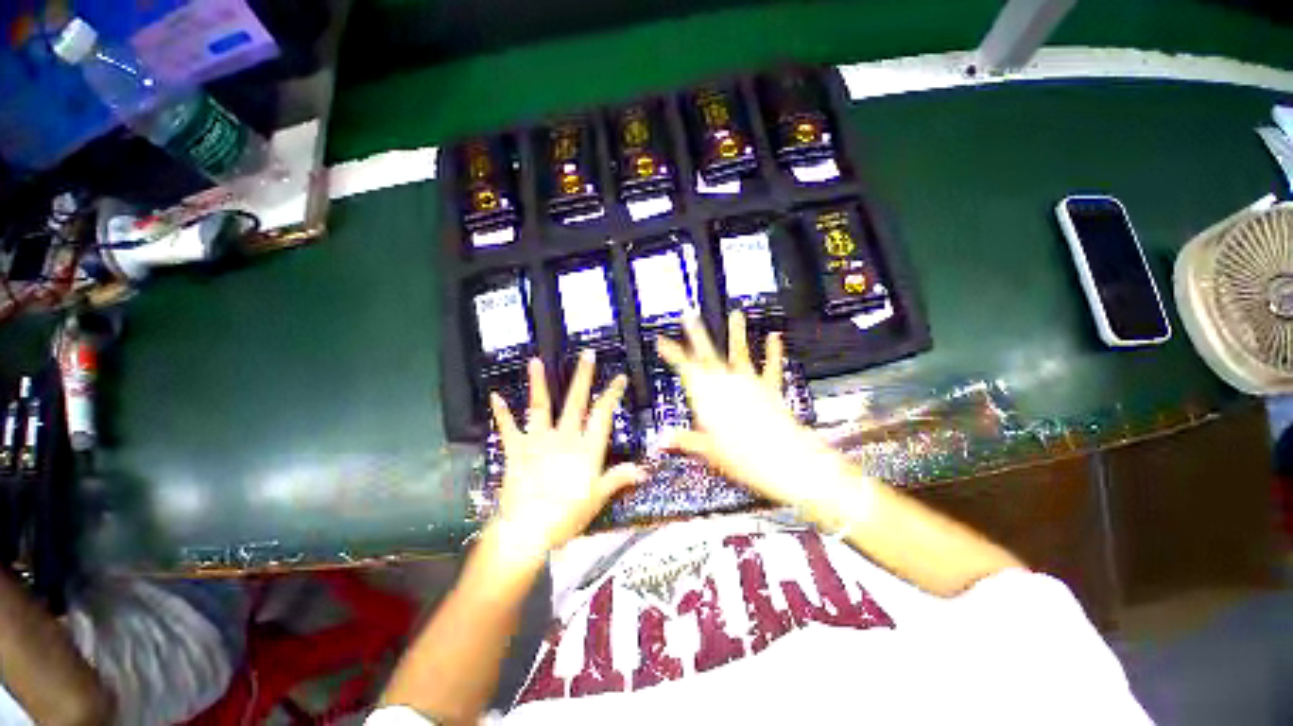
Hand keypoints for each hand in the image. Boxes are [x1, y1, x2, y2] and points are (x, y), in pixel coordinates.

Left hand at [488, 351, 644, 562]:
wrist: (527, 531)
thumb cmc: (566, 516)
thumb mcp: (597, 499)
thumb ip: (619, 479)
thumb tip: (644, 470)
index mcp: (586, 448)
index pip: (603, 415)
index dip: (612, 394)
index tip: (619, 378)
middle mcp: (564, 437)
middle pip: (576, 402)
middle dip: (583, 377)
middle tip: (587, 355)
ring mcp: (538, 441)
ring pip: (541, 407)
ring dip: (538, 384)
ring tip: (535, 362)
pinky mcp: (517, 450)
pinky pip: (509, 428)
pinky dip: (502, 413)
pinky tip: (495, 396)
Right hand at [657, 311, 837, 504]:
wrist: (782, 460)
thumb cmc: (744, 457)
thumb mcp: (707, 451)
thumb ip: (684, 441)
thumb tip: (663, 441)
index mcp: (708, 397)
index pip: (684, 368)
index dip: (671, 352)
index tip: (662, 340)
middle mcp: (727, 385)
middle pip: (707, 354)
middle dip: (696, 334)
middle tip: (689, 317)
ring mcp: (749, 384)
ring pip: (739, 353)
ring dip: (736, 333)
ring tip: (735, 315)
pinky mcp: (770, 389)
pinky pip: (770, 367)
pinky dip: (773, 351)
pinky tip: (774, 337)